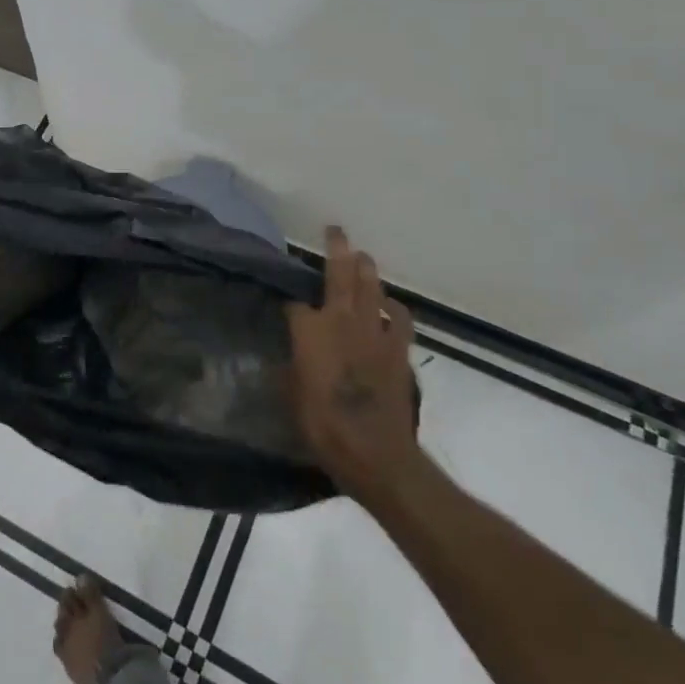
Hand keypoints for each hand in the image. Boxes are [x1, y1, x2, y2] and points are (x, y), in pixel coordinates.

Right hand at [287, 226, 421, 501]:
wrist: (374, 451)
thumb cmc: (323, 425)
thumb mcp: (291, 395)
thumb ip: (290, 366)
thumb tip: (288, 356)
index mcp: (309, 329)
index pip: (294, 303)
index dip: (289, 302)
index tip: (286, 304)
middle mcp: (341, 319)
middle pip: (339, 273)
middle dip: (336, 249)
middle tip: (336, 232)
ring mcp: (373, 330)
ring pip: (371, 286)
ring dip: (366, 268)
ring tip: (361, 257)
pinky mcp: (398, 347)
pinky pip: (398, 317)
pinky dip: (392, 307)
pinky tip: (388, 305)